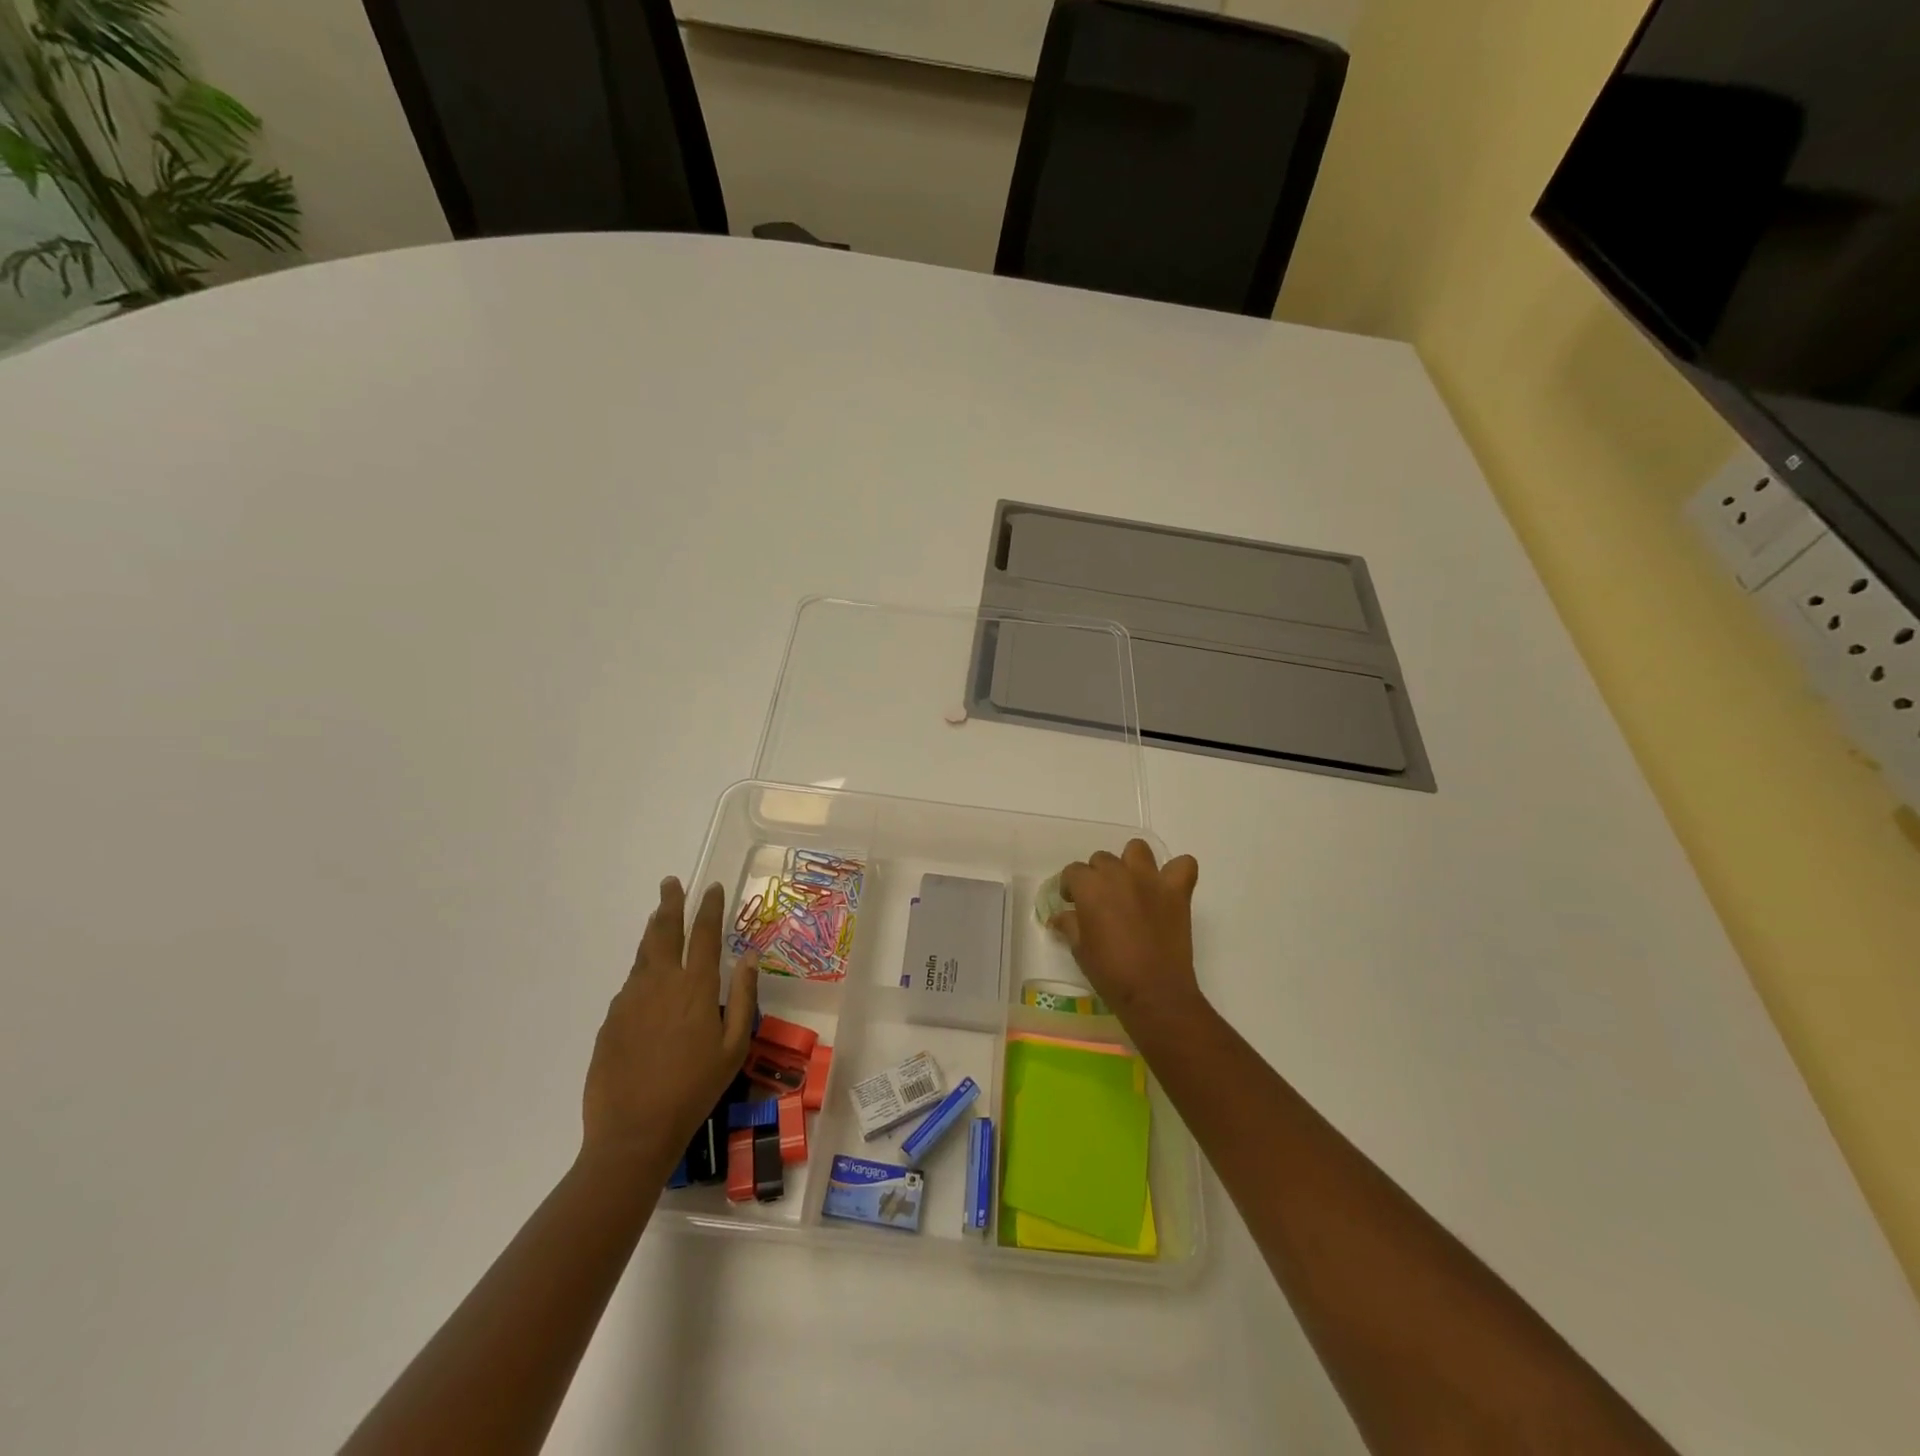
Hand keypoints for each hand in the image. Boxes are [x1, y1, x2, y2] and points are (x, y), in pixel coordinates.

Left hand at [582, 878, 758, 1164]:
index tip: (710, 887)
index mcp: (695, 988)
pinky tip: (646, 978)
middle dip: (670, 904)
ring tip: (659, 916)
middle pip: (665, 932)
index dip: (709, 908)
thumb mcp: (734, 1047)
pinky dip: (641, 970)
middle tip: (671, 883)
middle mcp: (661, 983)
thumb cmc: (695, 1089)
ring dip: (653, 931)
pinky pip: (630, 984)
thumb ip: (742, 997)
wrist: (633, 1131)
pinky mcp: (611, 1019)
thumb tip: (748, 956)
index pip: (704, 935)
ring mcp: (630, 1000)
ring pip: (643, 954)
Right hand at [1055, 840, 1203, 1026]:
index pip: (1073, 871)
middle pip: (1102, 859)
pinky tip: (1168, 888)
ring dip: (1131, 863)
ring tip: (1132, 886)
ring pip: (1137, 849)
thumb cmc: (1110, 972)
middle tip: (1101, 901)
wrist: (1154, 992)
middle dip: (1097, 876)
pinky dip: (1176, 871)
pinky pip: (1183, 865)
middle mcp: (1119, 874)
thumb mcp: (1080, 949)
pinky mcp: (1177, 891)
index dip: (1071, 887)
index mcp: (1091, 887)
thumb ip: (1069, 924)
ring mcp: (1151, 880)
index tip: (1073, 903)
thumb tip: (1060, 916)